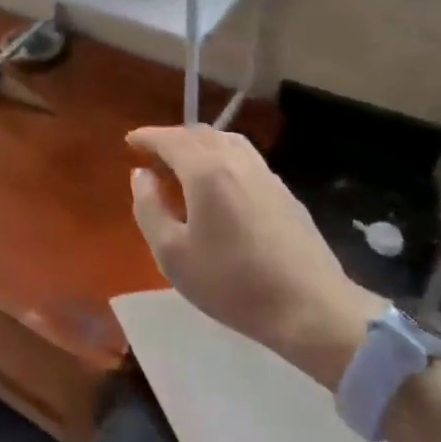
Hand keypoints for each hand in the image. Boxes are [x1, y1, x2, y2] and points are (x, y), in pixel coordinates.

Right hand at [126, 125, 381, 386]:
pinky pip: (245, 157)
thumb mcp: (172, 254)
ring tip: (184, 164)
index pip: (170, 139)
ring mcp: (265, 174)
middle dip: (172, 138)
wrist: (310, 308)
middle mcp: (236, 161)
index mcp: (206, 171)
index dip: (147, 136)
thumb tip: (142, 175)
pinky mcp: (284, 192)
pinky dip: (222, 156)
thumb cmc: (232, 284)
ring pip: (226, 140)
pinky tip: (220, 183)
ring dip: (199, 144)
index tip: (130, 141)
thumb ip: (149, 208)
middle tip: (153, 154)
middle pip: (199, 133)